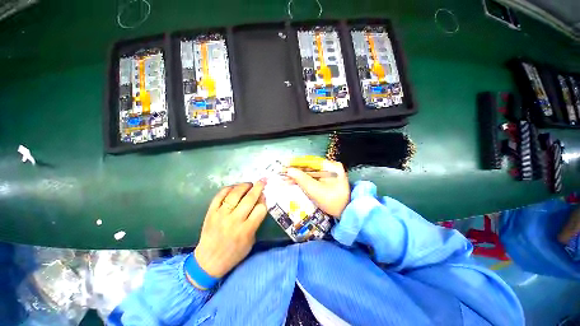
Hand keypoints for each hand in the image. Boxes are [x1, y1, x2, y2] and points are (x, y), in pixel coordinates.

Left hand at [194, 180, 267, 277]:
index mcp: (246, 230)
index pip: (260, 209)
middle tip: (262, 181)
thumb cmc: (234, 253)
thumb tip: (260, 201)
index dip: (264, 200)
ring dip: (244, 185)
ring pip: (235, 194)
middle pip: (249, 198)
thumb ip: (256, 221)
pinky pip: (220, 195)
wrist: (208, 261)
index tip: (264, 196)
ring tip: (249, 184)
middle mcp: (234, 220)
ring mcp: (221, 215)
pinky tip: (234, 188)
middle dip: (258, 187)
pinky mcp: (211, 212)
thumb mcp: (251, 240)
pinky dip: (228, 189)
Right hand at [285, 157, 349, 217]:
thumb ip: (302, 180)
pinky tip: (294, 181)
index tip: (285, 165)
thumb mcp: (316, 191)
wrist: (345, 213)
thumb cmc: (333, 202)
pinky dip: (303, 179)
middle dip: (296, 170)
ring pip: (310, 172)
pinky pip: (313, 177)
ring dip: (298, 175)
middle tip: (284, 172)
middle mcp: (331, 167)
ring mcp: (329, 173)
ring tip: (286, 177)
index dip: (297, 163)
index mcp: (332, 167)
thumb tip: (289, 171)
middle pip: (310, 166)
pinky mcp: (326, 179)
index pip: (311, 162)